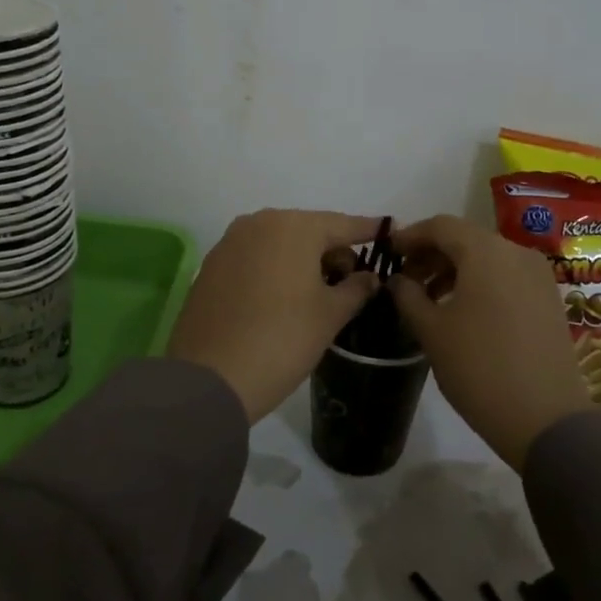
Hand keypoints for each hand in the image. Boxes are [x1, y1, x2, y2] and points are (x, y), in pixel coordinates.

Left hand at [167, 209, 381, 422]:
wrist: (210, 378)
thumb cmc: (282, 339)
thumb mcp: (330, 315)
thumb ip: (356, 288)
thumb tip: (370, 277)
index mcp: (294, 226)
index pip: (342, 224)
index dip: (368, 231)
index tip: (390, 231)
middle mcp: (259, 223)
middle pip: (309, 230)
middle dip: (333, 251)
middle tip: (353, 280)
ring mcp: (230, 242)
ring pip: (280, 243)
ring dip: (303, 260)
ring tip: (319, 293)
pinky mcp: (212, 266)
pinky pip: (255, 258)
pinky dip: (275, 269)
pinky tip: (284, 298)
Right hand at [387, 215, 590, 469]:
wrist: (546, 418)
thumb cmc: (479, 368)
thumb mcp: (431, 331)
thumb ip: (408, 296)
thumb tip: (398, 280)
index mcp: (485, 252)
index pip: (440, 225)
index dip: (410, 236)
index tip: (388, 253)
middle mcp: (516, 252)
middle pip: (466, 238)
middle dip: (432, 254)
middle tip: (406, 279)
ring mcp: (538, 275)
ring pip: (488, 257)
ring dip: (455, 269)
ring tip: (430, 298)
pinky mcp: (549, 298)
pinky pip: (507, 275)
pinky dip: (480, 281)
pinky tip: (463, 310)